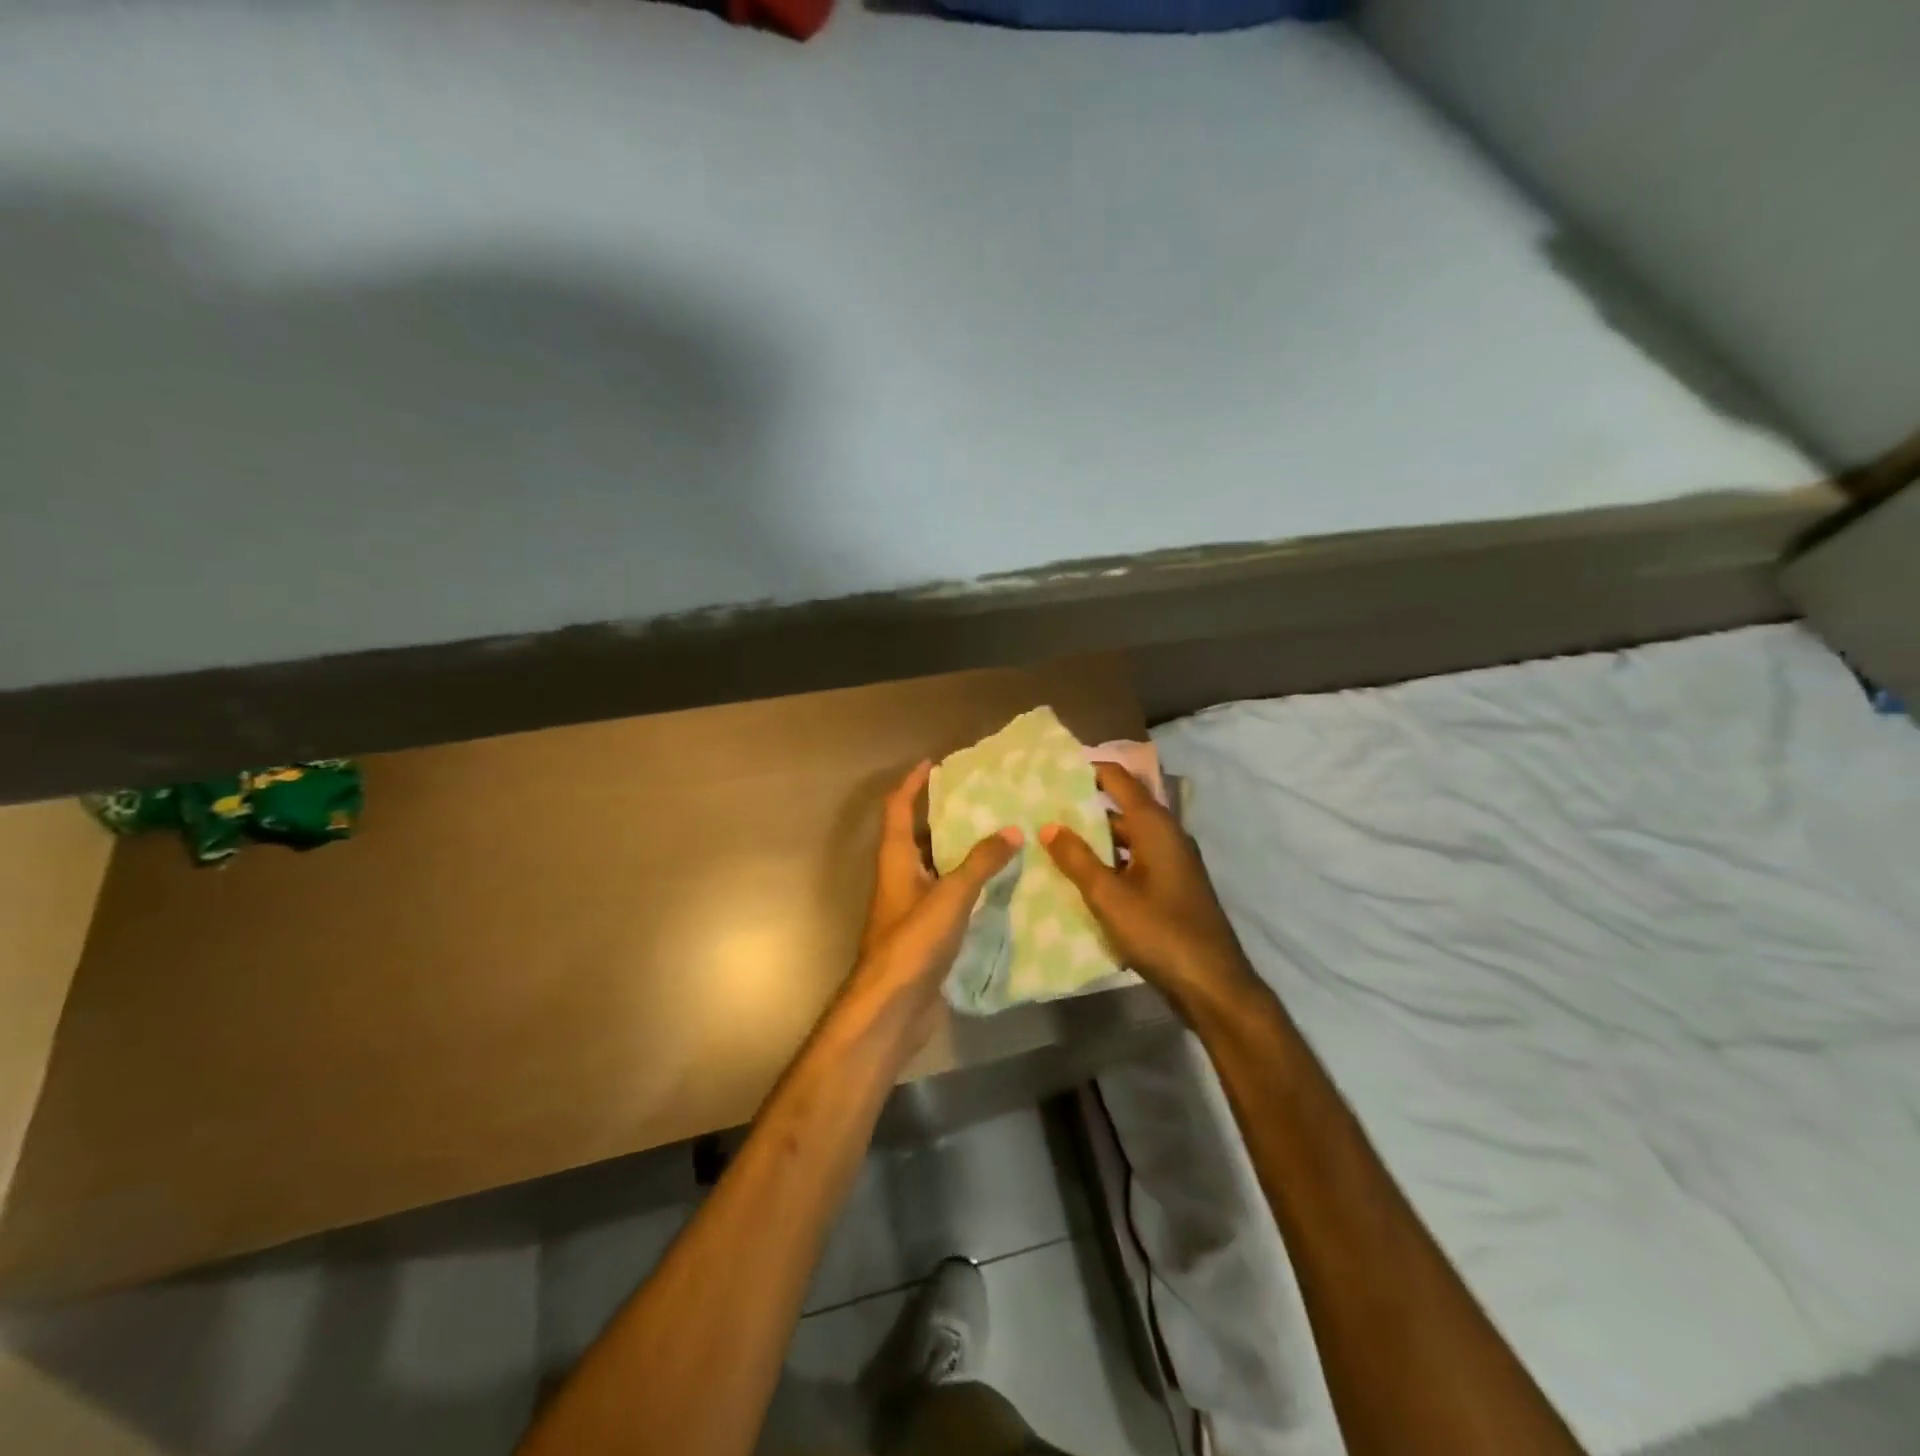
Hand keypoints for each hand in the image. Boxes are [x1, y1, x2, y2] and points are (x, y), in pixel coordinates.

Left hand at [841, 761, 1021, 1043]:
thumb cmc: (912, 944)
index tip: (933, 763)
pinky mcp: (926, 934)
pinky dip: (970, 886)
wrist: (890, 1010)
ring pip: (938, 868)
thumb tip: (1012, 830)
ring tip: (1000, 835)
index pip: (898, 809)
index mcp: (895, 861)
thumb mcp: (949, 897)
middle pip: (919, 836)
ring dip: (962, 852)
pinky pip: (950, 898)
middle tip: (983, 800)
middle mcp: (901, 878)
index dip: (912, 784)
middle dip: (946, 816)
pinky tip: (1000, 886)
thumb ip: (979, 863)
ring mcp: (912, 909)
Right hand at [1041, 762, 1257, 1016]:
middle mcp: (1166, 836)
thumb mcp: (1110, 897)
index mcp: (1155, 827)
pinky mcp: (1170, 887)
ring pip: (1126, 838)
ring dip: (1094, 838)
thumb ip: (1077, 859)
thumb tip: (1048, 825)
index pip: (1120, 780)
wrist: (1212, 985)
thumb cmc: (1160, 933)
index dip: (1089, 769)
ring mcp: (1171, 863)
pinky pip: (1133, 861)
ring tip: (1051, 841)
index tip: (1053, 769)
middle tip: (1042, 809)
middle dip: (1083, 807)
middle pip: (1121, 808)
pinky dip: (1108, 862)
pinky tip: (1080, 876)